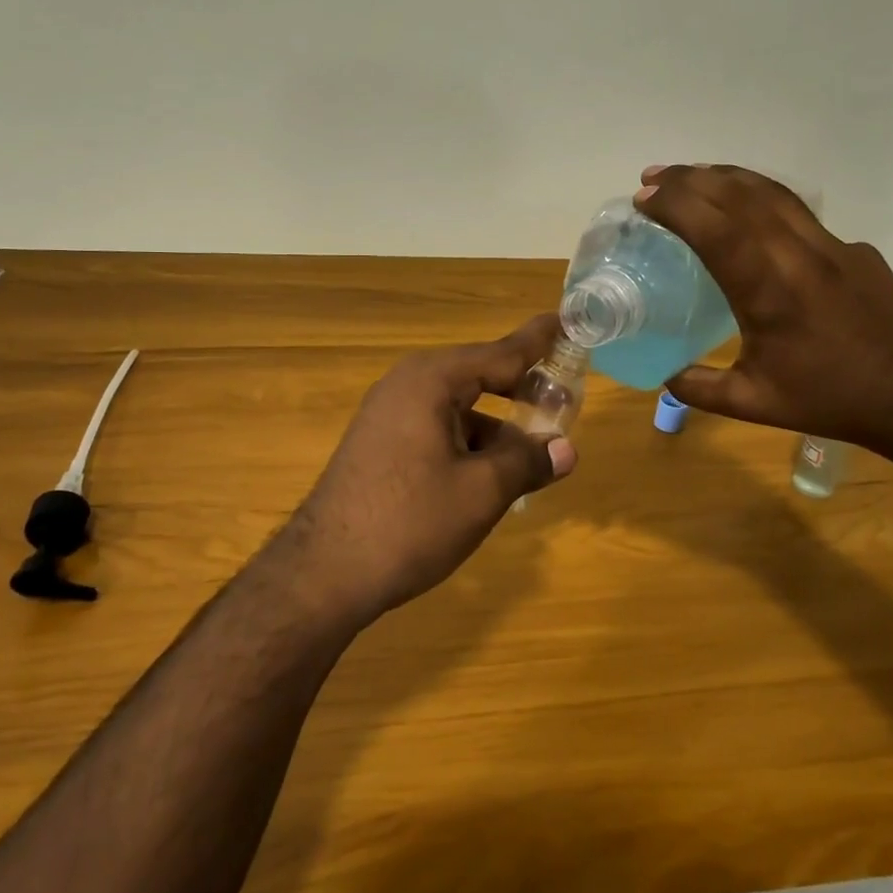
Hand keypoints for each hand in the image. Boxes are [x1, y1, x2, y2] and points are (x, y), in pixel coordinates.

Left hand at [270, 315, 577, 622]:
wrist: (324, 572)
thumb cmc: (410, 522)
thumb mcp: (481, 492)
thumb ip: (527, 461)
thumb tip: (566, 449)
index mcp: (431, 380)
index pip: (501, 352)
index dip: (539, 341)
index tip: (568, 321)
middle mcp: (407, 385)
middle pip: (479, 375)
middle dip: (522, 388)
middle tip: (565, 400)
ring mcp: (388, 414)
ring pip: (458, 406)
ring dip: (496, 424)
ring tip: (533, 452)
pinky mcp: (380, 443)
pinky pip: (436, 427)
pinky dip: (468, 441)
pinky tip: (488, 474)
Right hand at [635, 164, 892, 452]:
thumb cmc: (829, 400)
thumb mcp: (753, 403)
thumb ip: (699, 387)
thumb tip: (664, 375)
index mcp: (771, 293)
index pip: (717, 231)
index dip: (677, 206)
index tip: (643, 198)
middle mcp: (801, 256)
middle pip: (741, 197)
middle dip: (691, 180)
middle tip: (653, 177)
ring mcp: (834, 246)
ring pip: (774, 193)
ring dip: (726, 178)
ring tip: (691, 176)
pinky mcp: (855, 249)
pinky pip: (800, 213)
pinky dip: (761, 199)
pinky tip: (746, 212)